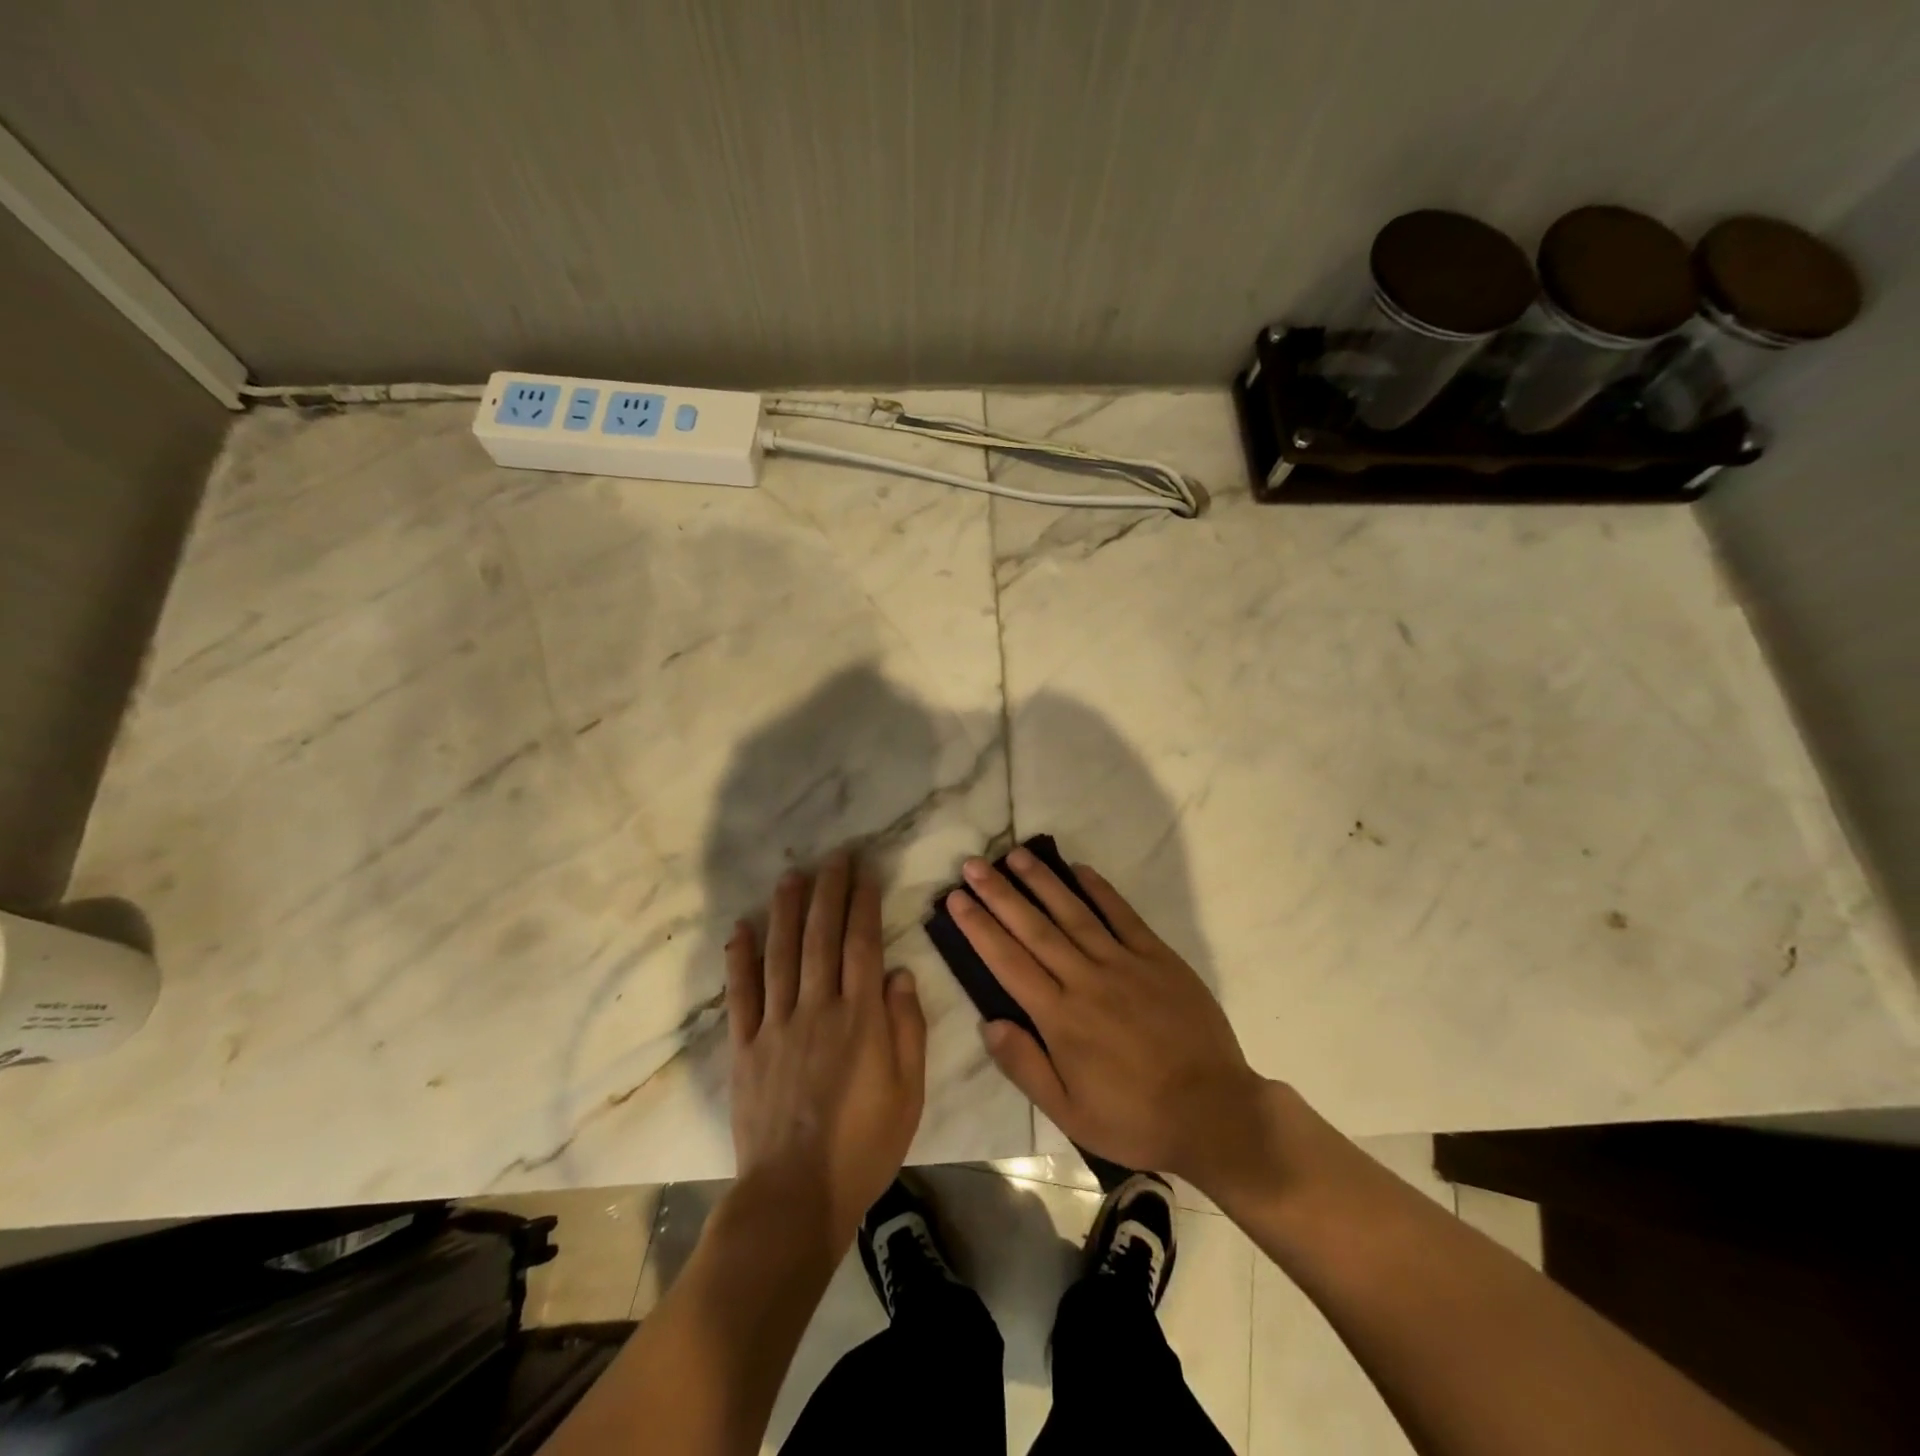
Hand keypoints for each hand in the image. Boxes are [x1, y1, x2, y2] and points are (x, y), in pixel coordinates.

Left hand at [727, 850, 927, 1243]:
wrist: (796, 1195)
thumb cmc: (864, 1145)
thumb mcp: (908, 1091)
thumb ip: (907, 1028)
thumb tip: (898, 973)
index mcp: (860, 1017)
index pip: (862, 944)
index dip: (863, 904)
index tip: (864, 872)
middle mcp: (817, 1008)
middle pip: (821, 937)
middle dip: (828, 892)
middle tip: (832, 857)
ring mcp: (777, 1025)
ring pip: (781, 954)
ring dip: (786, 911)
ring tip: (791, 876)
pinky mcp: (746, 1047)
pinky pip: (741, 995)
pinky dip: (739, 959)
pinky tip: (741, 929)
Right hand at [947, 848, 1270, 1194]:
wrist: (1213, 1112)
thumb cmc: (1134, 1118)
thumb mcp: (1069, 1113)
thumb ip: (1025, 1066)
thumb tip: (988, 1023)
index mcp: (1060, 1018)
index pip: (1008, 962)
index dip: (979, 928)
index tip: (957, 899)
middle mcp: (1086, 980)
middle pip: (1034, 929)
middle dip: (1000, 894)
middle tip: (974, 864)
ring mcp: (1124, 964)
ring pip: (1074, 913)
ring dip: (1043, 882)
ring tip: (1016, 855)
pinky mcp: (1158, 958)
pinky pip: (1124, 916)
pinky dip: (1101, 890)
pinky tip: (1080, 869)